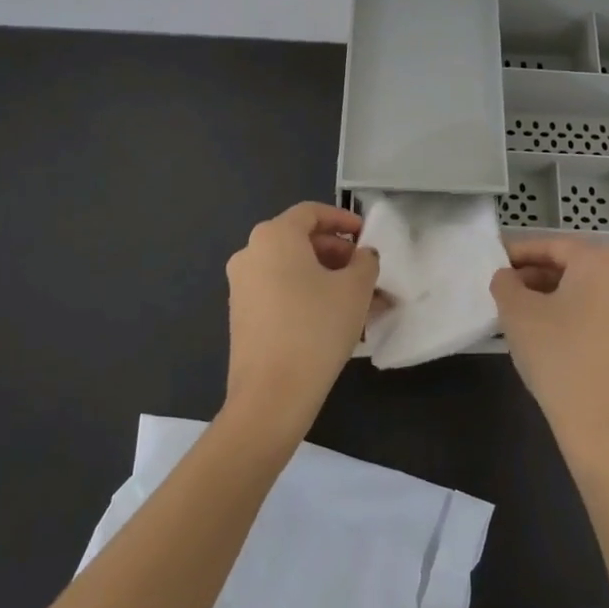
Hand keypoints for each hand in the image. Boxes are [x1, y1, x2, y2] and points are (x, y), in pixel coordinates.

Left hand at [223, 202, 379, 442]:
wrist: (272, 395)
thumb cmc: (317, 327)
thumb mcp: (355, 288)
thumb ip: (365, 262)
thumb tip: (362, 257)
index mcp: (274, 236)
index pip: (311, 213)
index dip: (343, 219)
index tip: (366, 237)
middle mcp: (250, 253)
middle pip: (300, 240)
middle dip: (338, 253)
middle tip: (366, 273)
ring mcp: (242, 286)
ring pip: (293, 270)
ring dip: (327, 278)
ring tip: (361, 302)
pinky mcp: (242, 316)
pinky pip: (281, 292)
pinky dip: (308, 296)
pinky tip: (336, 319)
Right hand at [491, 237, 608, 466]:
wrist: (607, 427)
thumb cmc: (560, 357)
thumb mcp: (517, 314)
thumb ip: (505, 283)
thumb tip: (507, 278)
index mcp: (601, 260)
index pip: (550, 245)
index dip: (517, 252)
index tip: (493, 262)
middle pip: (570, 265)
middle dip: (534, 275)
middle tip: (502, 290)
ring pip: (583, 291)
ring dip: (550, 297)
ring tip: (517, 315)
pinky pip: (596, 313)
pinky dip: (569, 316)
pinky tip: (545, 337)